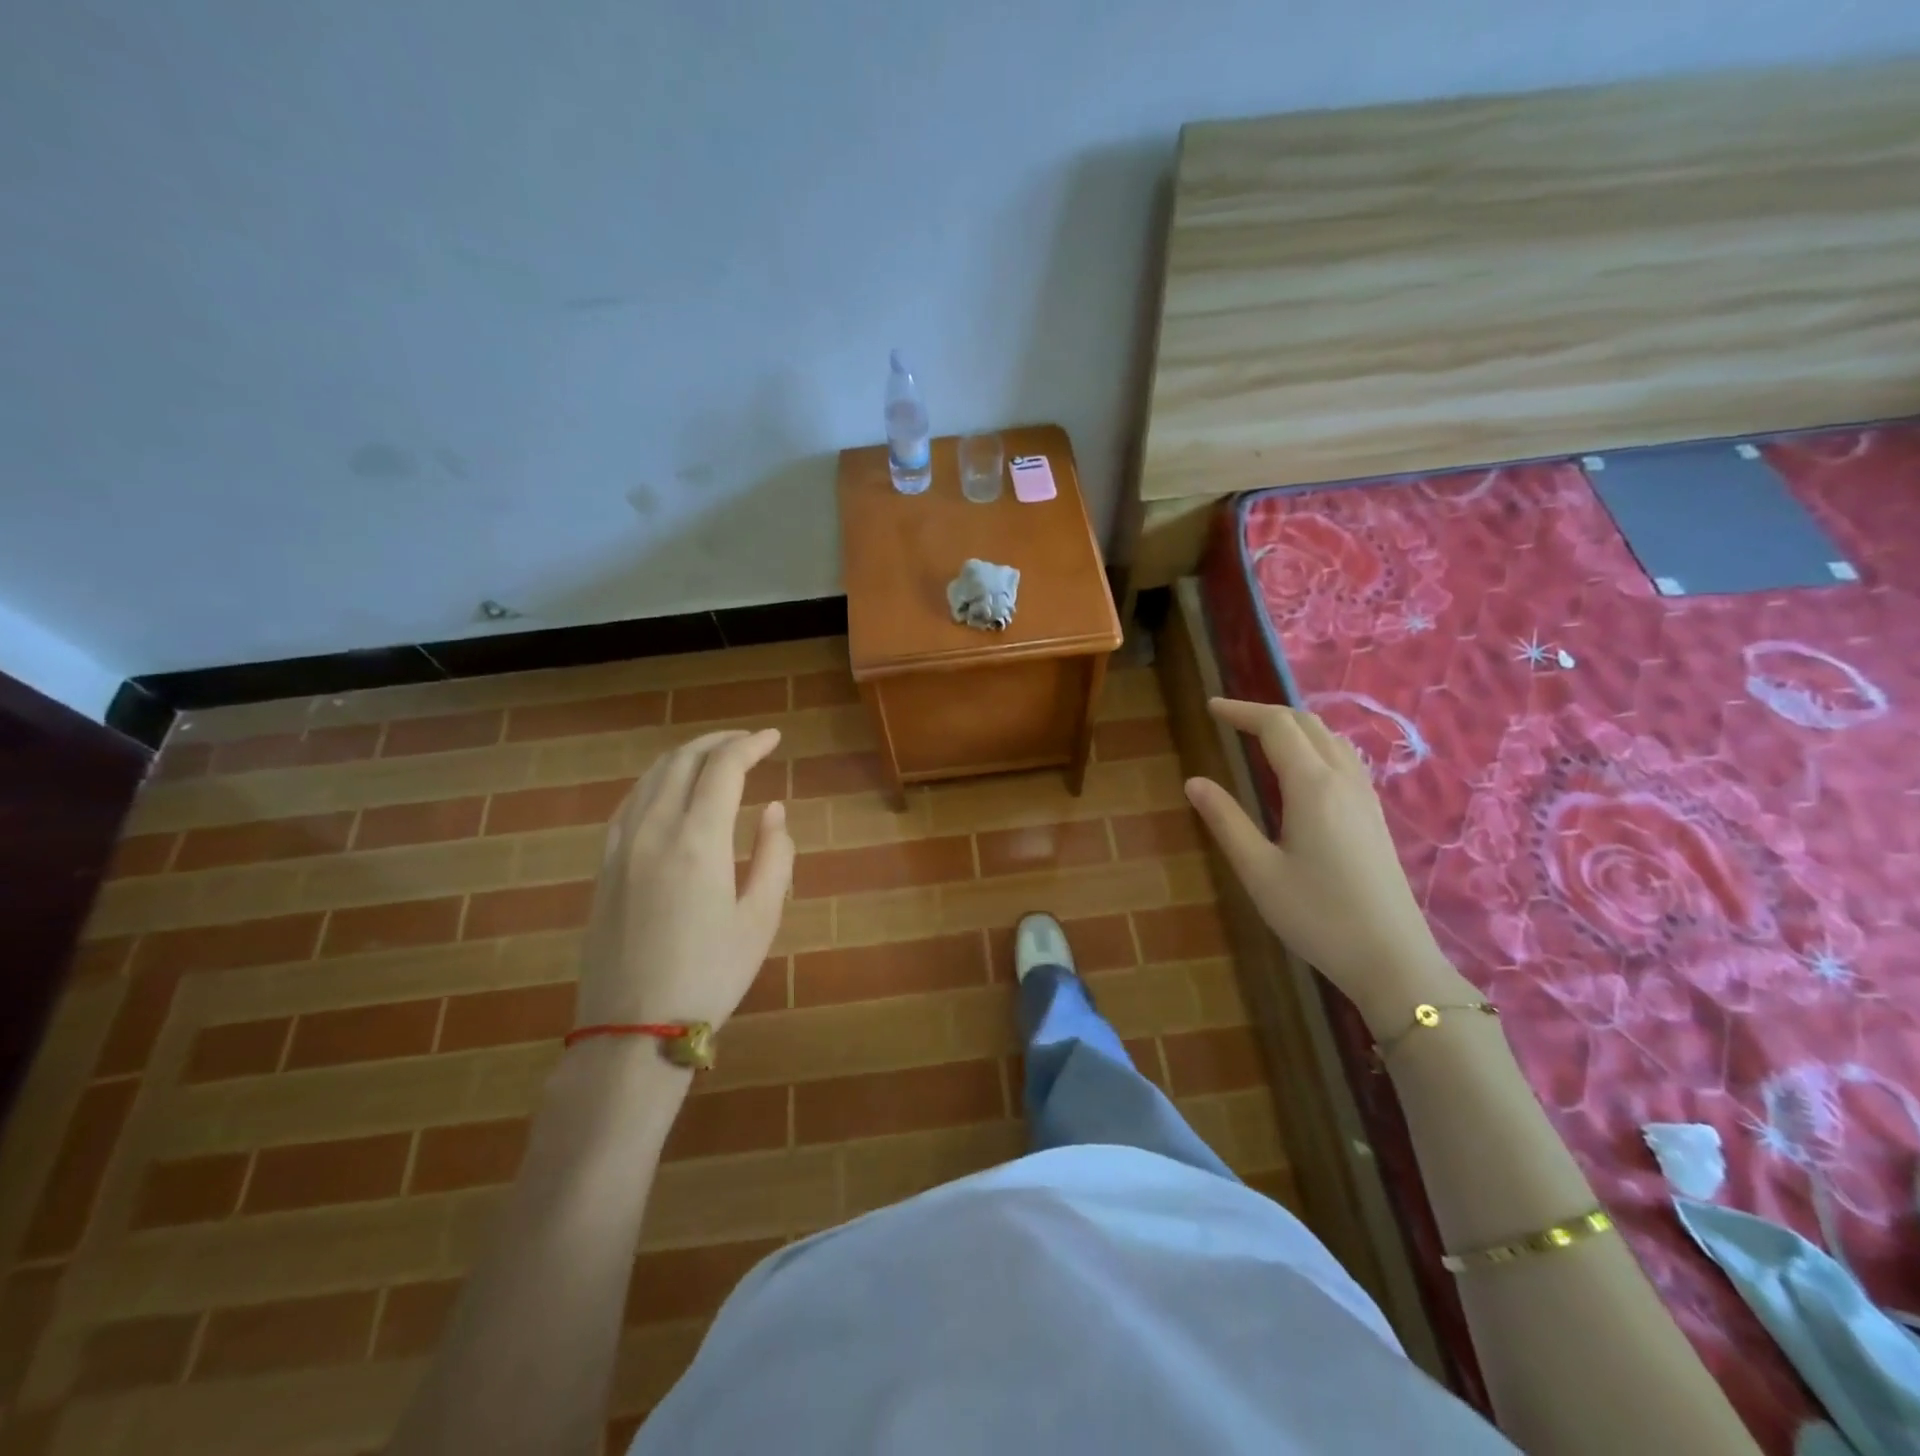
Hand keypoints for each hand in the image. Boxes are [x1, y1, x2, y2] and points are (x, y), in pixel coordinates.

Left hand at [575, 729, 793, 1034]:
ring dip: (686, 756)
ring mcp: (621, 846)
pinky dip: (656, 781)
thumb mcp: (761, 918)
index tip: (773, 738)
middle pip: (683, 761)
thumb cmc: (710, 975)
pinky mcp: (604, 866)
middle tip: (749, 742)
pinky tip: (669, 791)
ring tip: (714, 758)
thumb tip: (773, 809)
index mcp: (698, 840)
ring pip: (651, 777)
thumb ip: (775, 855)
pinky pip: (629, 803)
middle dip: (719, 741)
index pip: (723, 767)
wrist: (633, 1030)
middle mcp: (654, 830)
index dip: (751, 745)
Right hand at [1184, 698, 1469, 1032]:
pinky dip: (1314, 745)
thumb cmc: (1317, 916)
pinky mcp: (1375, 816)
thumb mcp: (1258, 871)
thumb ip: (1226, 821)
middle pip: (1307, 724)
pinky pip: (1344, 758)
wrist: (1392, 959)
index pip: (1276, 726)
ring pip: (1330, 738)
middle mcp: (1343, 780)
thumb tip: (1194, 781)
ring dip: (1293, 726)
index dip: (1242, 711)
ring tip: (1261, 735)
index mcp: (1312, 786)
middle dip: (1266, 712)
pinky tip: (1301, 769)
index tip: (1210, 707)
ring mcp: (1365, 797)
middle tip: (1229, 718)